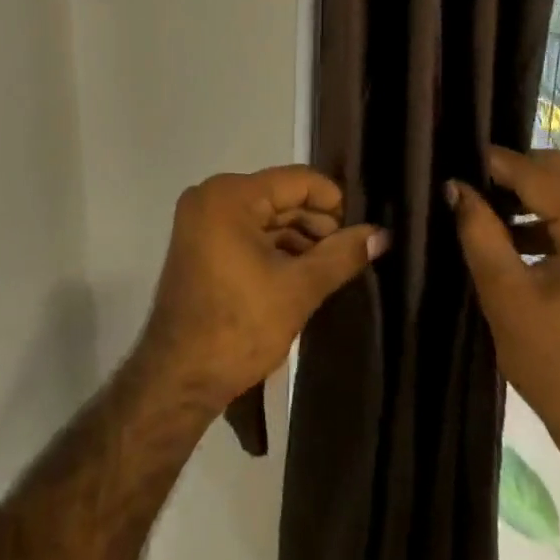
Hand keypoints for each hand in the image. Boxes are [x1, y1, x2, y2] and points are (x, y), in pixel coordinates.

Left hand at [134, 166, 389, 414]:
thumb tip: (381, 235)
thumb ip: (341, 255)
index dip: (333, 202)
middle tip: (349, 254)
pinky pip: (247, 233)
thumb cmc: (238, 326)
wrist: (178, 378)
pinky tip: (302, 272)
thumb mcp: (298, 289)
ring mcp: (201, 221)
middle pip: (280, 197)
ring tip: (331, 267)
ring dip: (298, 239)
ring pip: (265, 217)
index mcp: (229, 195)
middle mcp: (210, 197)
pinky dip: (274, 248)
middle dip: (316, 224)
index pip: (296, 181)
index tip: (360, 231)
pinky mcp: (200, 245)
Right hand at [448, 146, 559, 461]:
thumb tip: (455, 185)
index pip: (540, 174)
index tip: (456, 161)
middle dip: (516, 176)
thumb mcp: (506, 296)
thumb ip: (479, 232)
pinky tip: (522, 237)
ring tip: (490, 212)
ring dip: (536, 196)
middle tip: (471, 188)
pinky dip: (558, 218)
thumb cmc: (559, 367)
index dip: (495, 164)